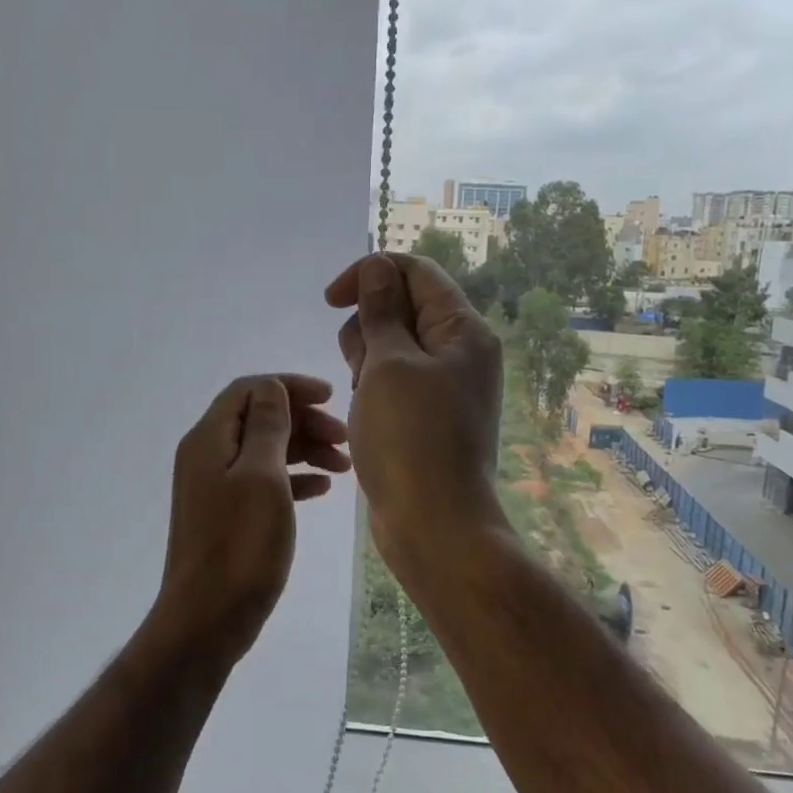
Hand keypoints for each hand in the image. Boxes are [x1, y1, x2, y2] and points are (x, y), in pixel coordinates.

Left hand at [150, 374, 350, 665]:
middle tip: (345, 439)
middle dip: (304, 420)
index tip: (331, 397)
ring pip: (265, 450)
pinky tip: (322, 490)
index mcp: (210, 438)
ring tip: (344, 466)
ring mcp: (216, 487)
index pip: (250, 389)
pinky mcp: (227, 515)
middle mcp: (208, 455)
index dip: (290, 387)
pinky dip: (294, 479)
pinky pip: (264, 481)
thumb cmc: (240, 545)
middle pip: (259, 418)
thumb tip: (272, 388)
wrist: (207, 619)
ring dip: (304, 449)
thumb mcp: (261, 476)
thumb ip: (267, 425)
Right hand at [325, 255, 507, 572]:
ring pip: (391, 346)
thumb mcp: (388, 365)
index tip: (330, 301)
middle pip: (401, 307)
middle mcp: (460, 351)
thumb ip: (381, 311)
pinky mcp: (428, 414)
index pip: (414, 271)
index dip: (369, 274)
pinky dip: (373, 389)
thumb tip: (378, 267)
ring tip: (365, 399)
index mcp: (462, 330)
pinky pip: (393, 381)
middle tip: (363, 370)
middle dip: (367, 328)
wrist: (434, 525)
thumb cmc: (410, 439)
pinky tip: (366, 417)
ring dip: (366, 362)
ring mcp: (445, 385)